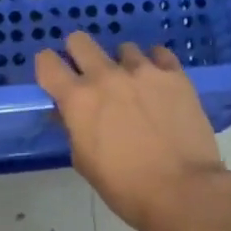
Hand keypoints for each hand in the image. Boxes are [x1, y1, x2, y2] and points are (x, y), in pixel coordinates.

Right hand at [36, 32, 230, 230]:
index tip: (55, 77)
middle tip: (89, 74)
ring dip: (122, 64)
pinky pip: (159, 54)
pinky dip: (155, 65)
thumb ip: (74, 128)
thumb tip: (69, 112)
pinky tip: (160, 84)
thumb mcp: (85, 162)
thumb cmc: (126, 187)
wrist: (182, 190)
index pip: (47, 63)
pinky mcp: (175, 74)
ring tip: (134, 87)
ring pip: (124, 48)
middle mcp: (107, 76)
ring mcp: (143, 71)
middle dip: (79, 54)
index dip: (47, 66)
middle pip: (80, 41)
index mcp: (78, 99)